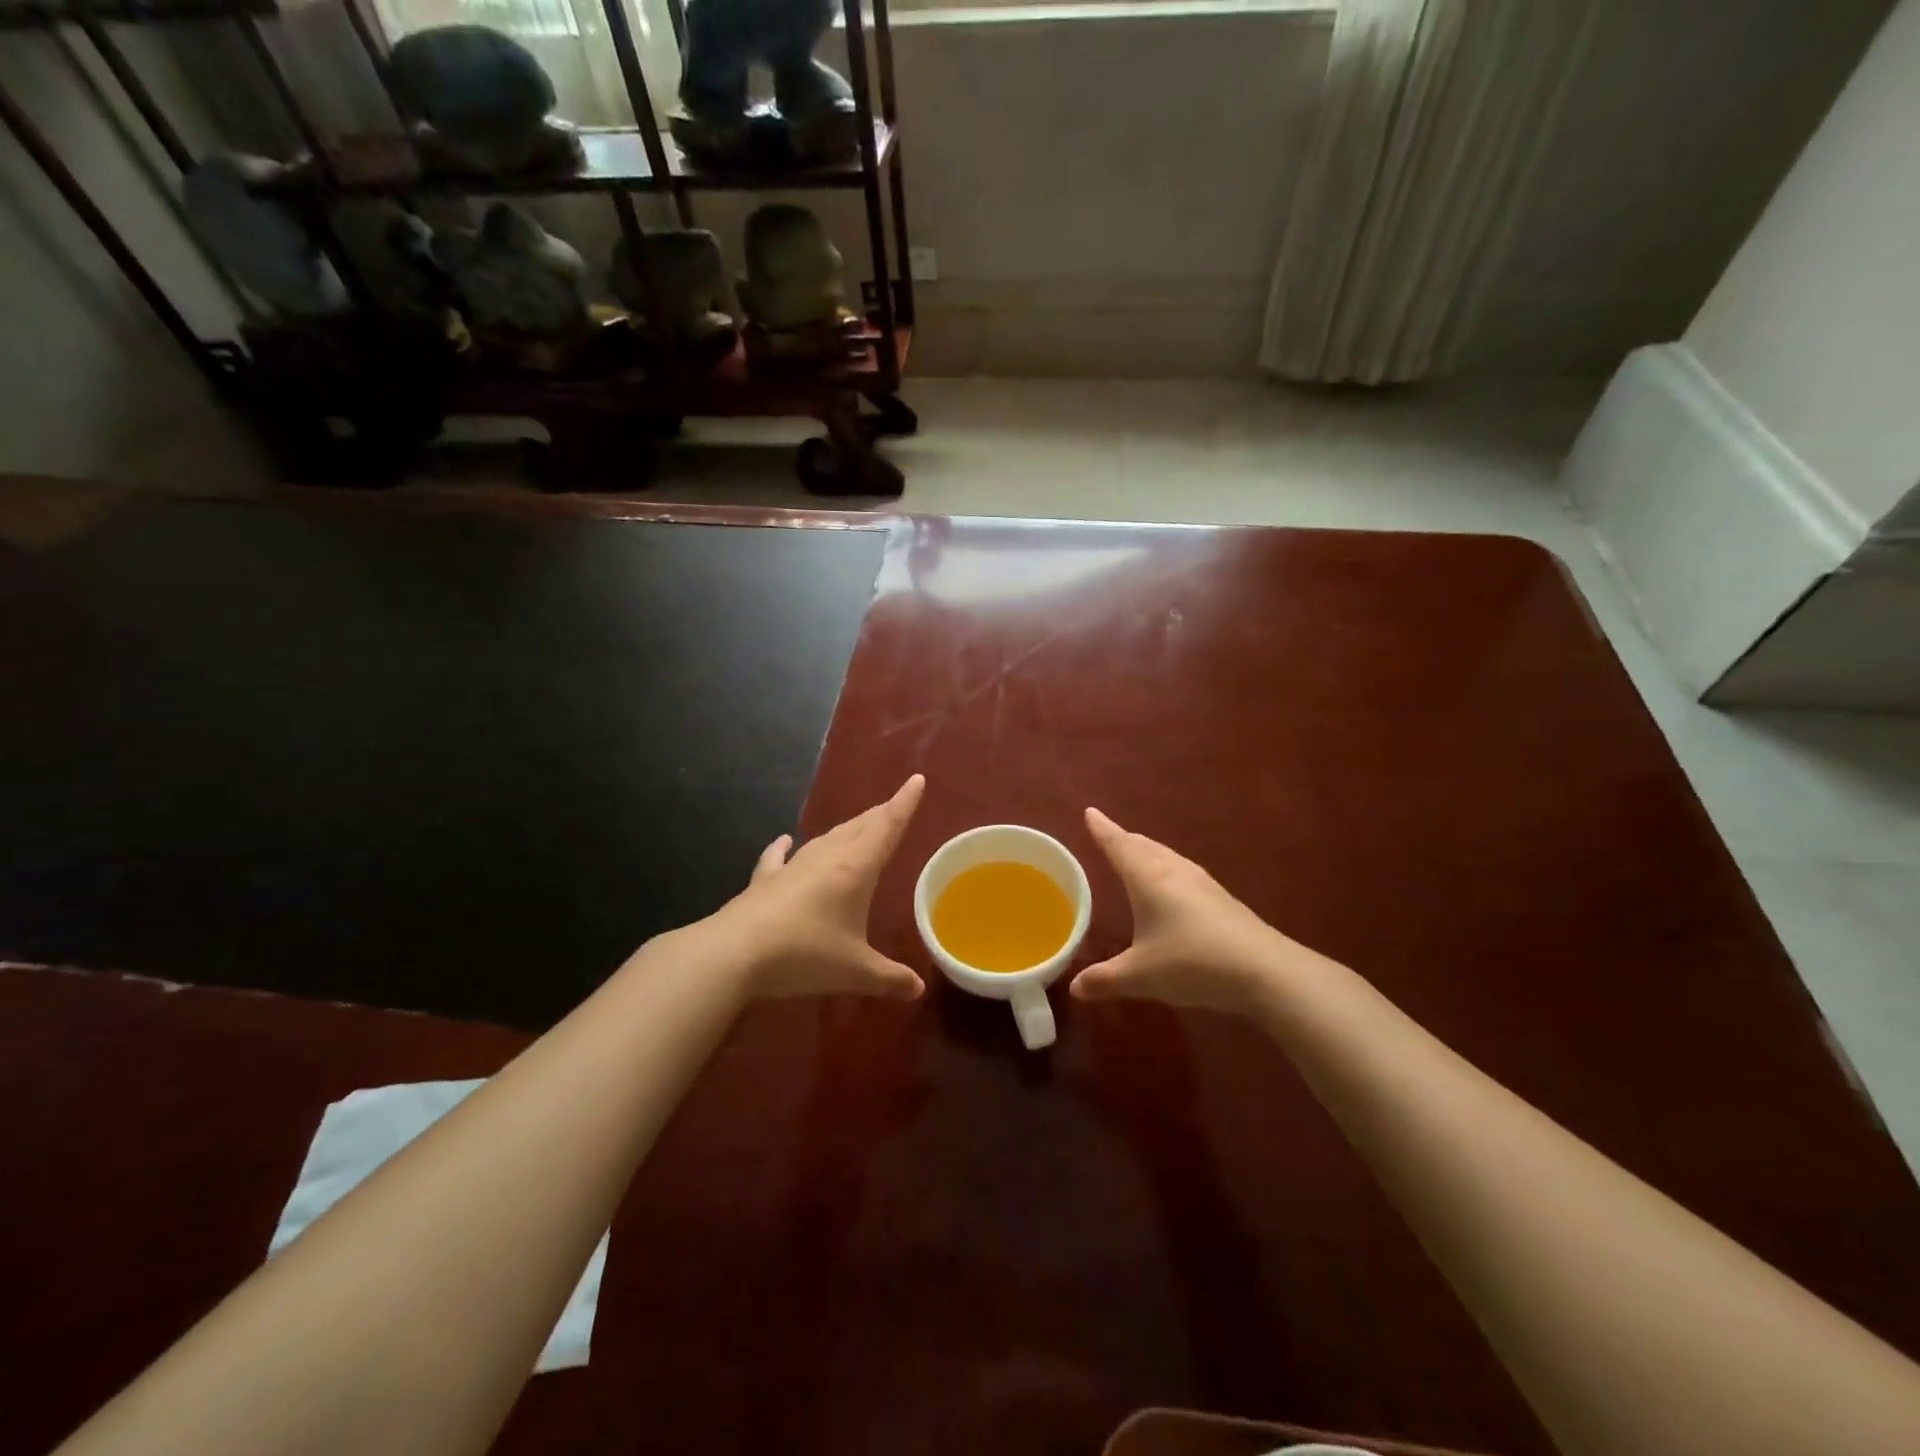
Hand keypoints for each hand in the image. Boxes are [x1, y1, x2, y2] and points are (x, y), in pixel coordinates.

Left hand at [717, 774, 926, 1001]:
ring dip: (846, 829)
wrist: (735, 953)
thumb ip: (889, 978)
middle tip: (894, 806)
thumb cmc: (805, 954)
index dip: (904, 804)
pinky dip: (784, 847)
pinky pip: (779, 857)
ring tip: (858, 825)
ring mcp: (792, 866)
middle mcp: (826, 858)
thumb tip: (918, 990)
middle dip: (880, 814)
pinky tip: (784, 840)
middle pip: (859, 827)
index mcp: (855, 868)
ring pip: (826, 837)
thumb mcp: (855, 972)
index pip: (887, 827)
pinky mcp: (765, 881)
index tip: (917, 780)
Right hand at [1071, 807, 1291, 1017]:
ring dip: (1148, 852)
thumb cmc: (1193, 963)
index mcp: (1149, 879)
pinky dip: (1167, 871)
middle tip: (1108, 834)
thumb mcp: (1141, 976)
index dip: (1102, 829)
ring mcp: (1203, 884)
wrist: (1265, 970)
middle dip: (1124, 839)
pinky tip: (1172, 888)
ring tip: (1137, 855)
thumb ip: (1105, 980)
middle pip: (1144, 846)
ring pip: (1167, 857)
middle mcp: (1175, 872)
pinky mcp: (1222, 900)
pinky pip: (1184, 873)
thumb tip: (1074, 987)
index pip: (1119, 846)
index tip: (1090, 812)